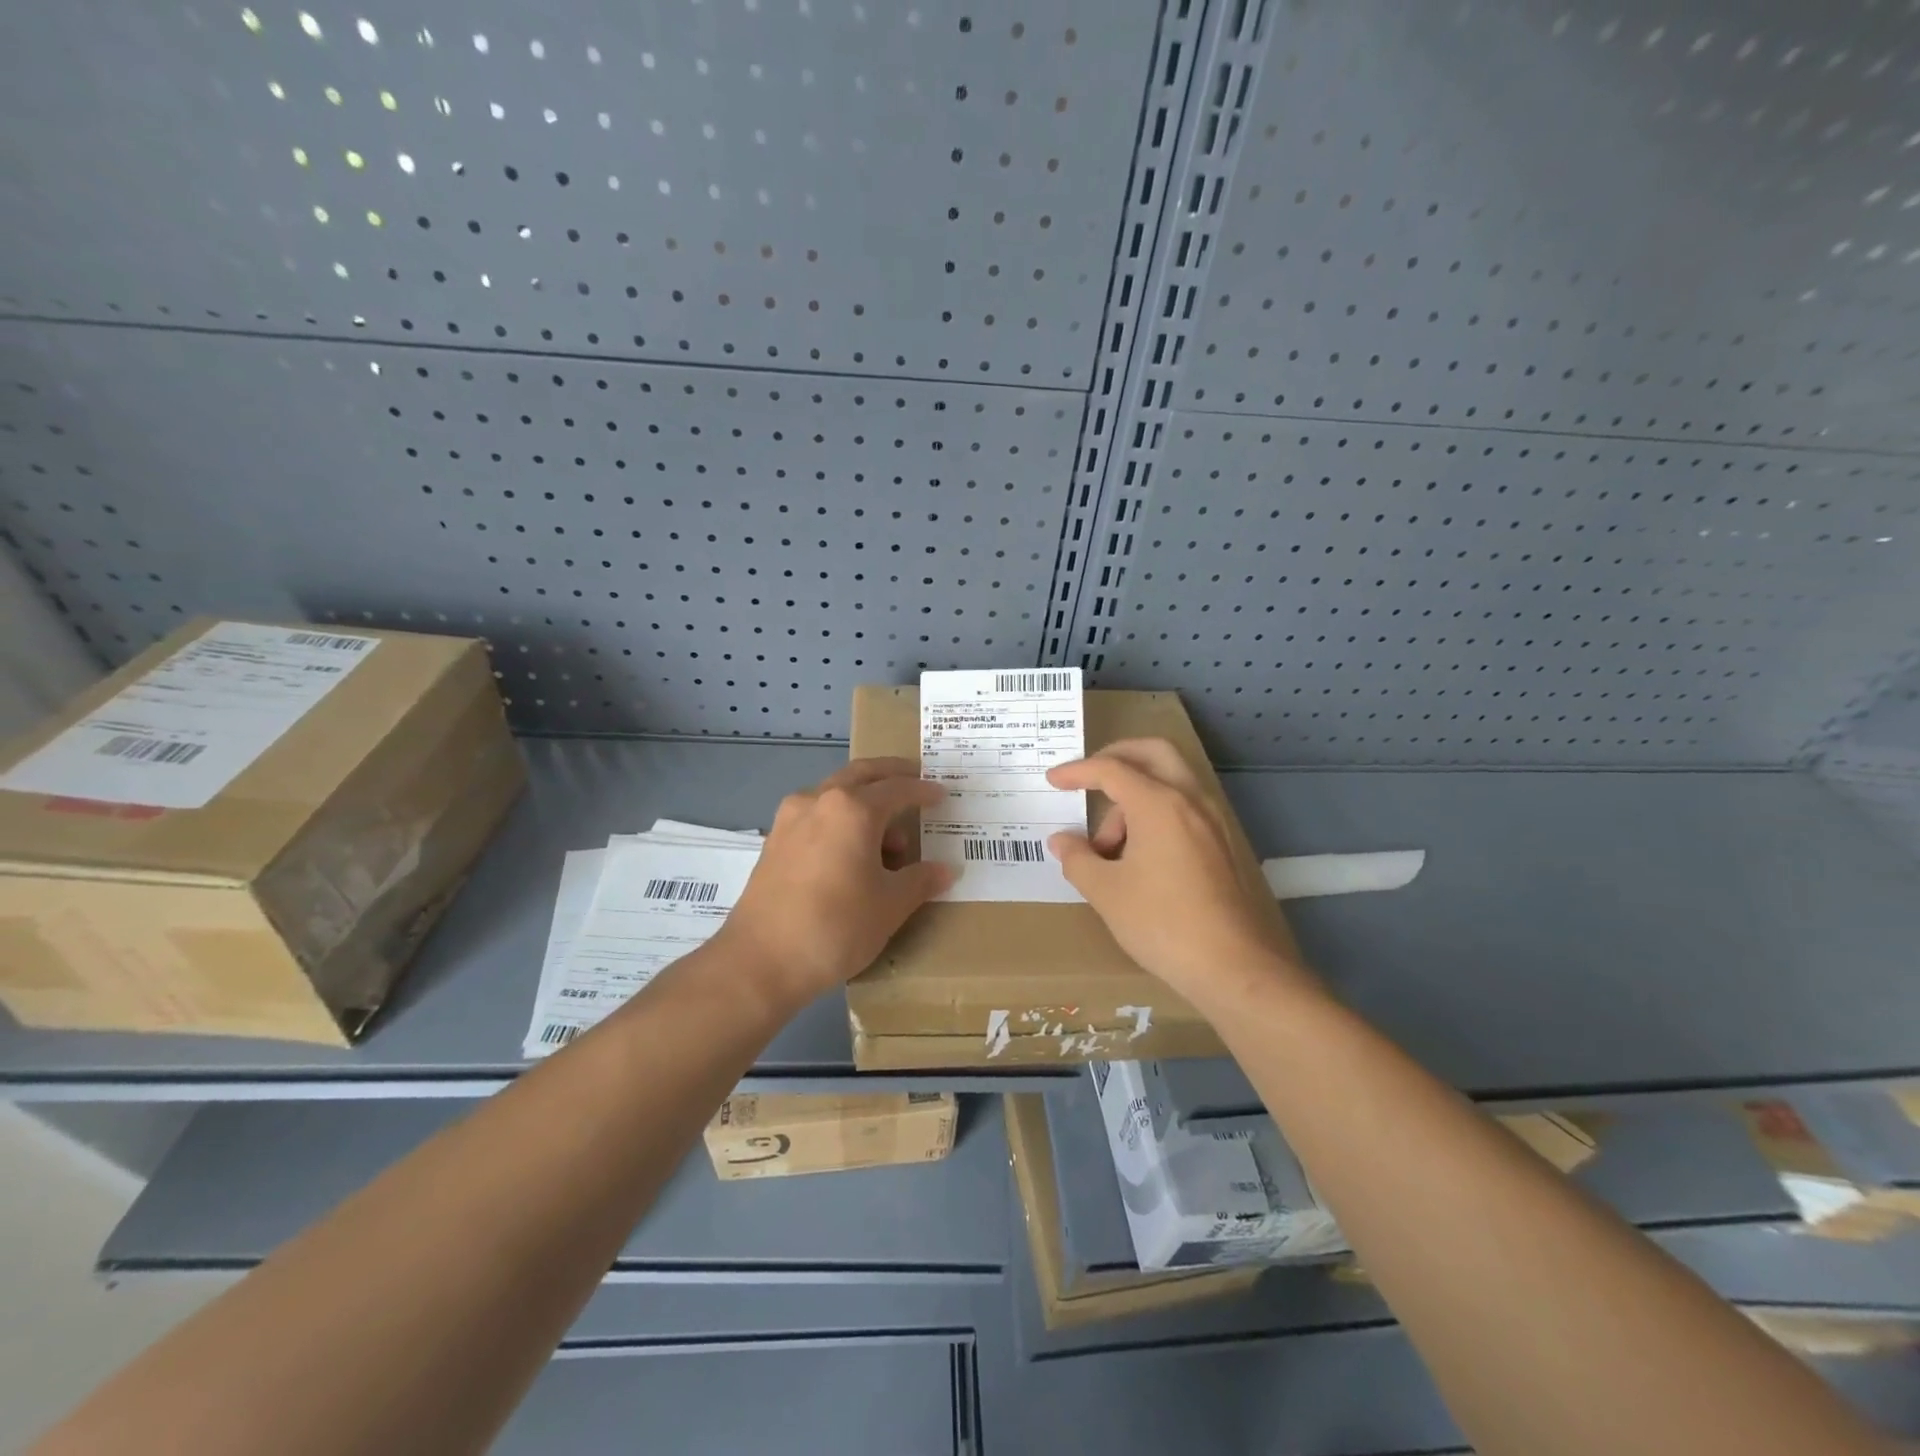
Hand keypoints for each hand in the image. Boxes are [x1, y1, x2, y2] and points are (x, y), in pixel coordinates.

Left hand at [717, 758, 955, 1005]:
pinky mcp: (774, 841)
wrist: (760, 961)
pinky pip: (817, 816)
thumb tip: (945, 870)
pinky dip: (840, 820)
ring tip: (888, 840)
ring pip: (835, 795)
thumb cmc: (836, 926)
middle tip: (914, 779)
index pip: (897, 789)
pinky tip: (851, 852)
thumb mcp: (890, 906)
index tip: (941, 794)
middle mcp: (819, 801)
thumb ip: (920, 880)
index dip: (923, 791)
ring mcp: (791, 819)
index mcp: (853, 809)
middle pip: (861, 775)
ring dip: (864, 803)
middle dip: (890, 774)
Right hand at [1045, 739, 1315, 1006]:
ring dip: (1135, 798)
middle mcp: (1191, 800)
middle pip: (1152, 754)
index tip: (1052, 780)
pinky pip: (1184, 808)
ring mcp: (1213, 821)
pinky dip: (1157, 814)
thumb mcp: (1106, 892)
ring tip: (1109, 849)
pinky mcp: (1223, 844)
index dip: (1077, 771)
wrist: (1234, 966)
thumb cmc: (1162, 923)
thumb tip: (1062, 841)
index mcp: (1159, 804)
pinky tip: (1139, 856)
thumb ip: (1078, 859)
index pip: (1111, 769)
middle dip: (1116, 758)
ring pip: (1170, 783)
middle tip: (1089, 779)